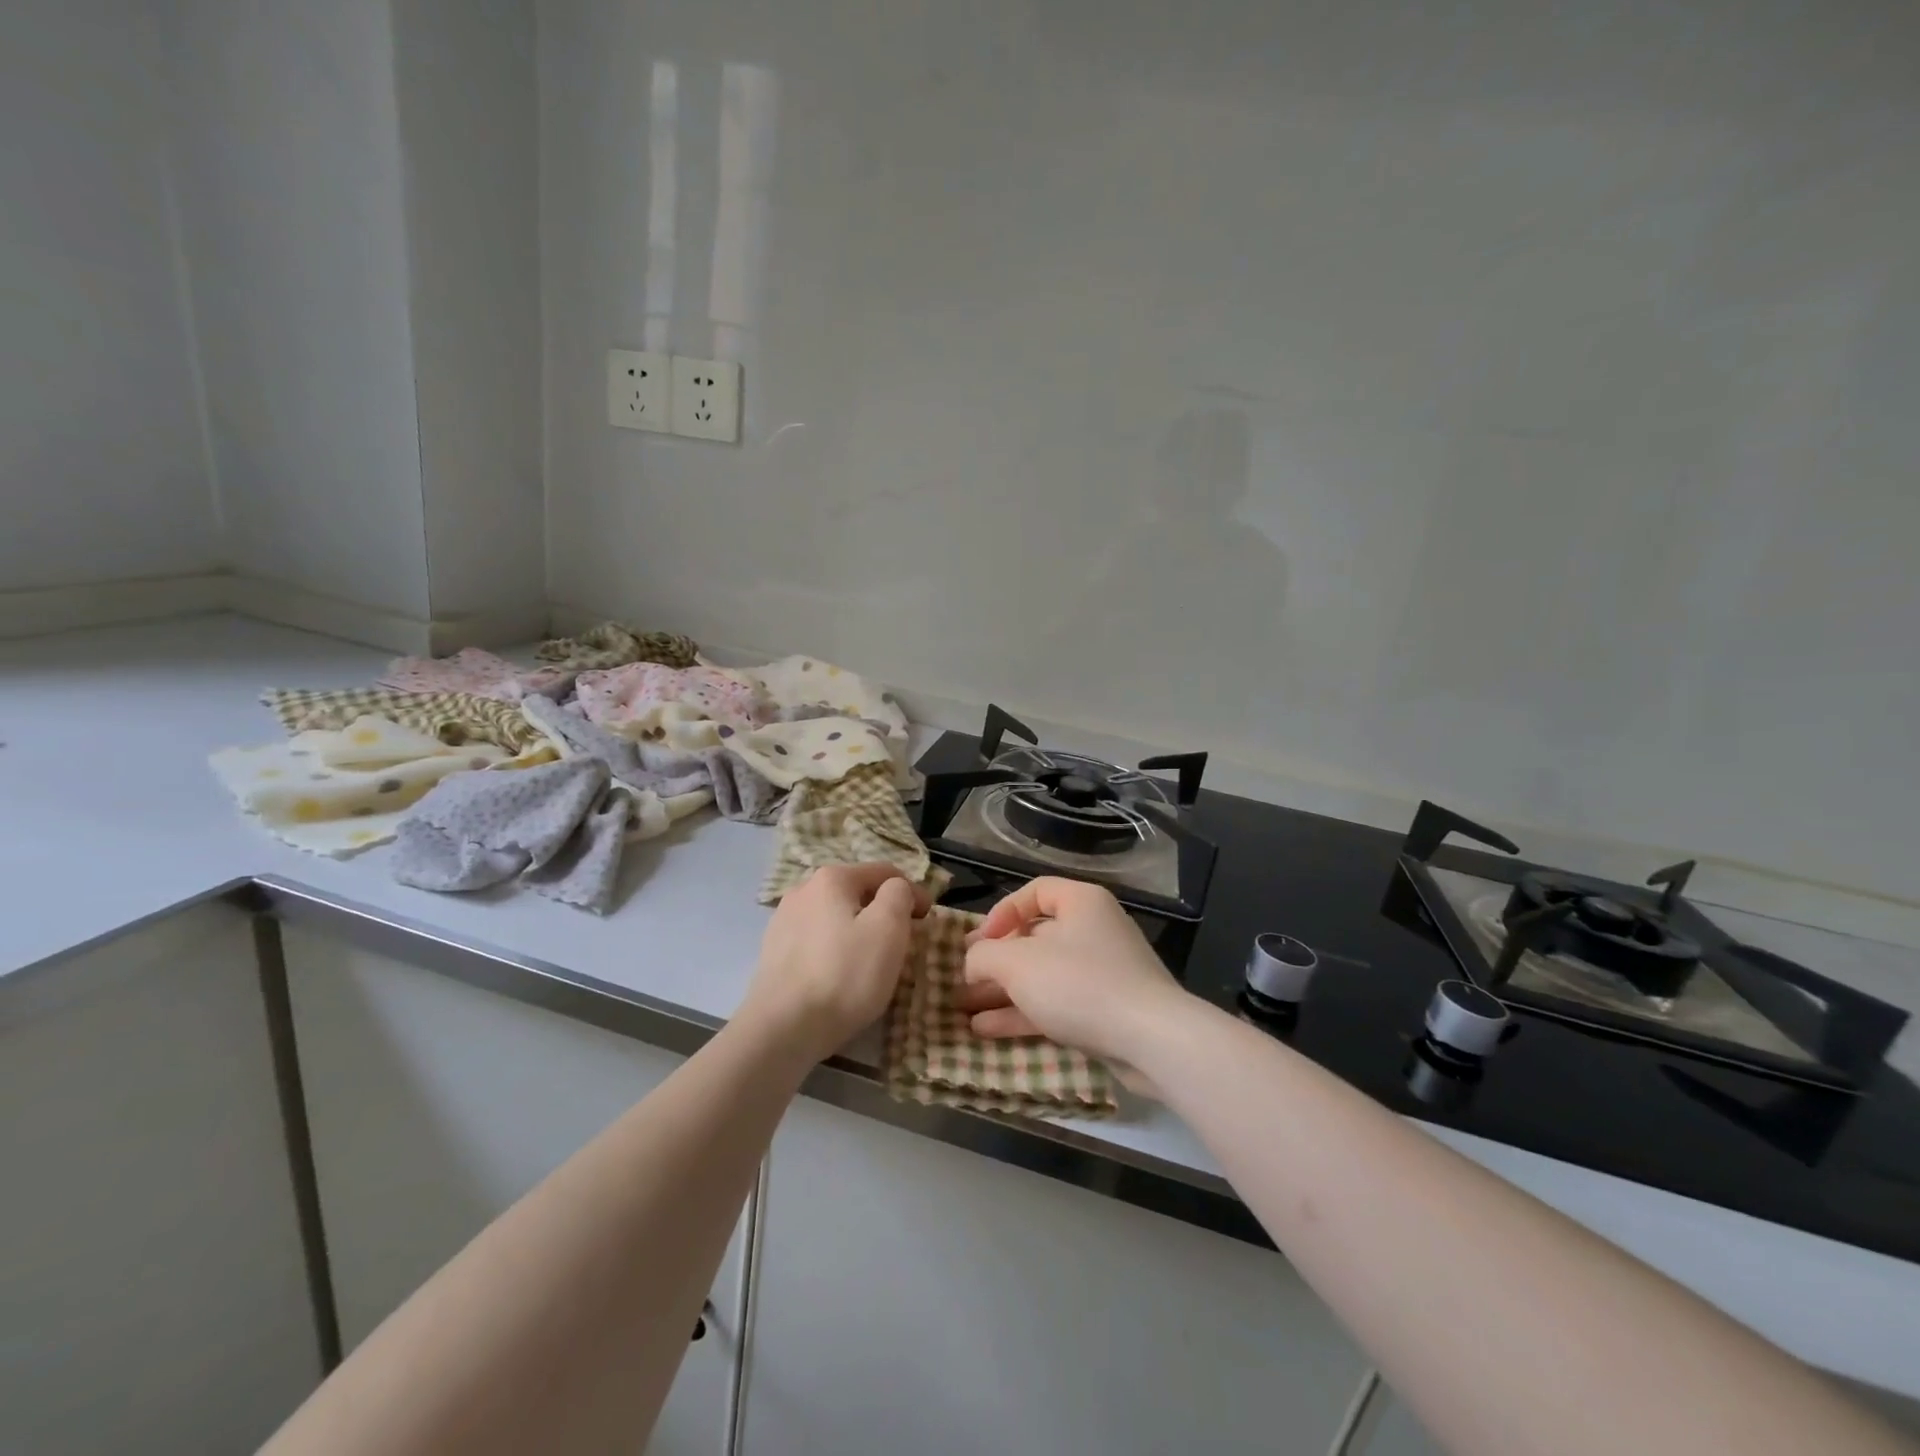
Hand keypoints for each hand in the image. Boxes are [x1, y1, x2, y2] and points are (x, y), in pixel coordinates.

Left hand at [744, 863, 927, 1060]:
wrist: (782, 1028)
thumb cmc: (844, 974)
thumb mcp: (888, 928)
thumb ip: (899, 894)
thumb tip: (896, 889)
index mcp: (832, 878)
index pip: (885, 873)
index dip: (914, 893)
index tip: (928, 921)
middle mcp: (803, 890)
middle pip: (858, 893)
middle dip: (883, 912)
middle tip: (902, 944)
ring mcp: (783, 920)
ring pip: (836, 917)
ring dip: (858, 931)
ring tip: (870, 963)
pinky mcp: (773, 952)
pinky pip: (817, 941)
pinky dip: (835, 950)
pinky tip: (839, 976)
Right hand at [960, 877, 1187, 1065]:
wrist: (1150, 1040)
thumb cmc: (1078, 983)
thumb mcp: (1017, 963)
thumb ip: (984, 955)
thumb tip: (972, 960)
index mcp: (1081, 902)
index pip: (1034, 891)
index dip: (1000, 912)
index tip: (978, 941)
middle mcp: (1093, 930)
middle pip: (1035, 937)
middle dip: (995, 960)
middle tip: (963, 978)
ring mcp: (1102, 972)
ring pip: (1042, 975)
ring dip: (1002, 991)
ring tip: (964, 1008)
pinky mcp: (1105, 1010)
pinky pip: (1056, 1003)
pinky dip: (1023, 1013)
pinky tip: (986, 1030)